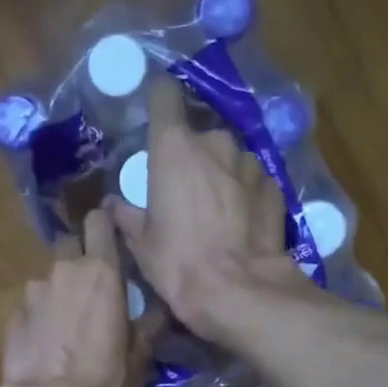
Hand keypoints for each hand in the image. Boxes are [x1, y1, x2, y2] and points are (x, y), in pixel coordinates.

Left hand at [0, 206, 158, 386]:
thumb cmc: (104, 379)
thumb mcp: (141, 354)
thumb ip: (151, 321)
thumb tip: (162, 306)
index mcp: (102, 271)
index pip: (100, 220)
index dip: (106, 226)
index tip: (114, 241)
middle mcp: (64, 270)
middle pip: (70, 245)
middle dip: (80, 260)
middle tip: (94, 290)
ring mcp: (33, 292)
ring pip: (50, 279)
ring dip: (60, 292)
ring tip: (69, 326)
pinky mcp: (13, 316)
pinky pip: (32, 306)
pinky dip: (41, 317)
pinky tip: (48, 345)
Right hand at [105, 78, 301, 340]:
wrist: (238, 291)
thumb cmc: (178, 262)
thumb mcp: (141, 243)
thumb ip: (126, 215)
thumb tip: (112, 204)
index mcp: (174, 147)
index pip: (164, 96)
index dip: (159, 102)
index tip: (156, 115)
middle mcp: (215, 143)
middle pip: (199, 136)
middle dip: (193, 157)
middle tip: (184, 190)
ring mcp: (250, 163)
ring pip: (229, 159)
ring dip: (221, 175)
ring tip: (216, 210)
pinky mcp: (275, 188)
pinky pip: (253, 182)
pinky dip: (245, 195)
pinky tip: (241, 223)